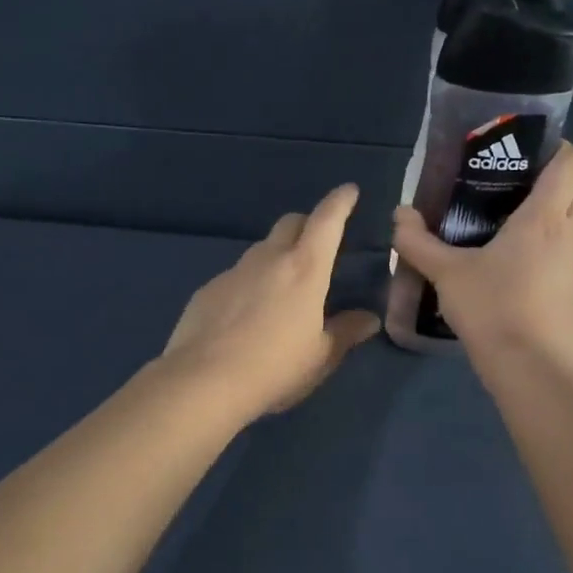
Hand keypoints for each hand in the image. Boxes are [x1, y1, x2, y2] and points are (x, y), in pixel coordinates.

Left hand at [163, 184, 381, 421]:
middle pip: (291, 223)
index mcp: (305, 269)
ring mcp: (234, 271)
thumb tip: (369, 319)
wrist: (203, 382)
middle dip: (308, 225)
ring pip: (262, 249)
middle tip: (319, 246)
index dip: (340, 202)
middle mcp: (269, 259)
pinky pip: (237, 276)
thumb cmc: (275, 368)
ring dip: (277, 256)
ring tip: (283, 289)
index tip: (349, 191)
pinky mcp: (208, 289)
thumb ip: (345, 332)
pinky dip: (250, 283)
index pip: (326, 220)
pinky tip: (247, 315)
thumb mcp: (320, 356)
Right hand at [391, 142, 572, 368]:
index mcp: (544, 218)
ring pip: (569, 228)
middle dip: (548, 184)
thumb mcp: (446, 273)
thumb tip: (399, 215)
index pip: (572, 163)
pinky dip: (543, 254)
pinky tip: (509, 272)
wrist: (531, 370)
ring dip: (545, 221)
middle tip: (504, 191)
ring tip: (500, 231)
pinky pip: (562, 259)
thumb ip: (417, 242)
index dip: (556, 148)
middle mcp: (568, 236)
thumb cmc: (492, 308)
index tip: (524, 152)